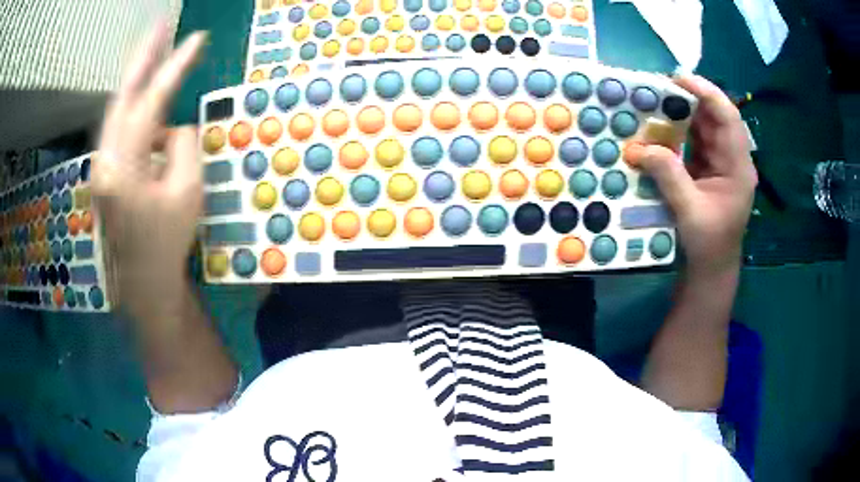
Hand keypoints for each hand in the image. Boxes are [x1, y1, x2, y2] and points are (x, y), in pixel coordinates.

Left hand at [92, 23, 207, 314]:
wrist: (143, 283)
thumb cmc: (167, 243)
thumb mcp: (187, 191)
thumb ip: (182, 144)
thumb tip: (173, 126)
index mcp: (122, 167)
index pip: (150, 102)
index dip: (175, 68)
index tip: (197, 39)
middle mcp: (103, 160)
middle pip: (122, 96)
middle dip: (143, 57)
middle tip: (161, 26)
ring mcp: (100, 167)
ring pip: (117, 110)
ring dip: (137, 81)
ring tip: (157, 55)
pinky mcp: (105, 173)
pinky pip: (119, 130)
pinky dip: (135, 109)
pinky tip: (151, 107)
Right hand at [624, 75, 757, 275]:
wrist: (711, 269)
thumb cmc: (709, 244)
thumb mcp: (690, 211)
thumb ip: (669, 175)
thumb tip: (638, 147)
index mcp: (738, 167)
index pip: (729, 118)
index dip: (707, 93)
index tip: (679, 79)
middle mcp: (732, 158)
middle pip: (714, 117)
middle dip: (688, 99)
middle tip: (656, 89)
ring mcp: (719, 162)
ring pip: (702, 126)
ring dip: (679, 114)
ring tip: (653, 104)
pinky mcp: (707, 168)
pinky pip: (692, 140)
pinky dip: (676, 132)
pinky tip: (657, 128)